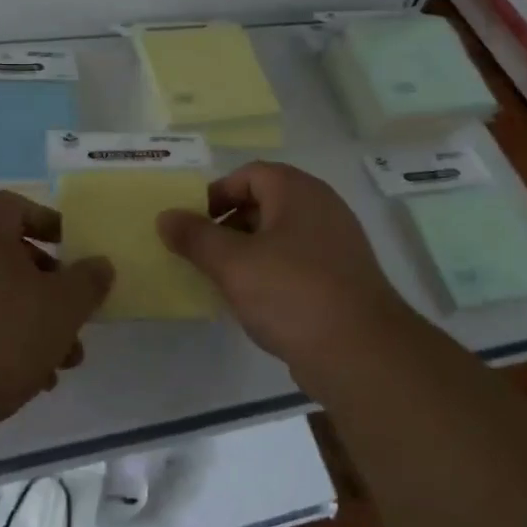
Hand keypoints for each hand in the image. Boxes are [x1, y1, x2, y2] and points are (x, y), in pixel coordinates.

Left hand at [0, 191, 113, 422]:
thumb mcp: (63, 307)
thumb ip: (88, 280)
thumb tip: (98, 265)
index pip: (15, 206)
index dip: (49, 224)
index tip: (74, 252)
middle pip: (6, 255)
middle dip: (48, 287)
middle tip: (73, 317)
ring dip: (29, 321)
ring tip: (60, 362)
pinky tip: (28, 380)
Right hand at [158, 162, 422, 389]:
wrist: (361, 352)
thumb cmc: (291, 293)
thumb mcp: (232, 263)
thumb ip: (195, 237)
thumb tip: (165, 216)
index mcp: (298, 192)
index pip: (249, 174)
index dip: (216, 194)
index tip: (193, 224)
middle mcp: (322, 208)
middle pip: (265, 202)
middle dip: (229, 224)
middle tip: (202, 252)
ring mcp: (337, 244)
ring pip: (280, 235)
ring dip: (248, 251)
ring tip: (222, 278)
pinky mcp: (342, 278)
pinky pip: (297, 262)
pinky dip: (271, 272)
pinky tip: (254, 301)